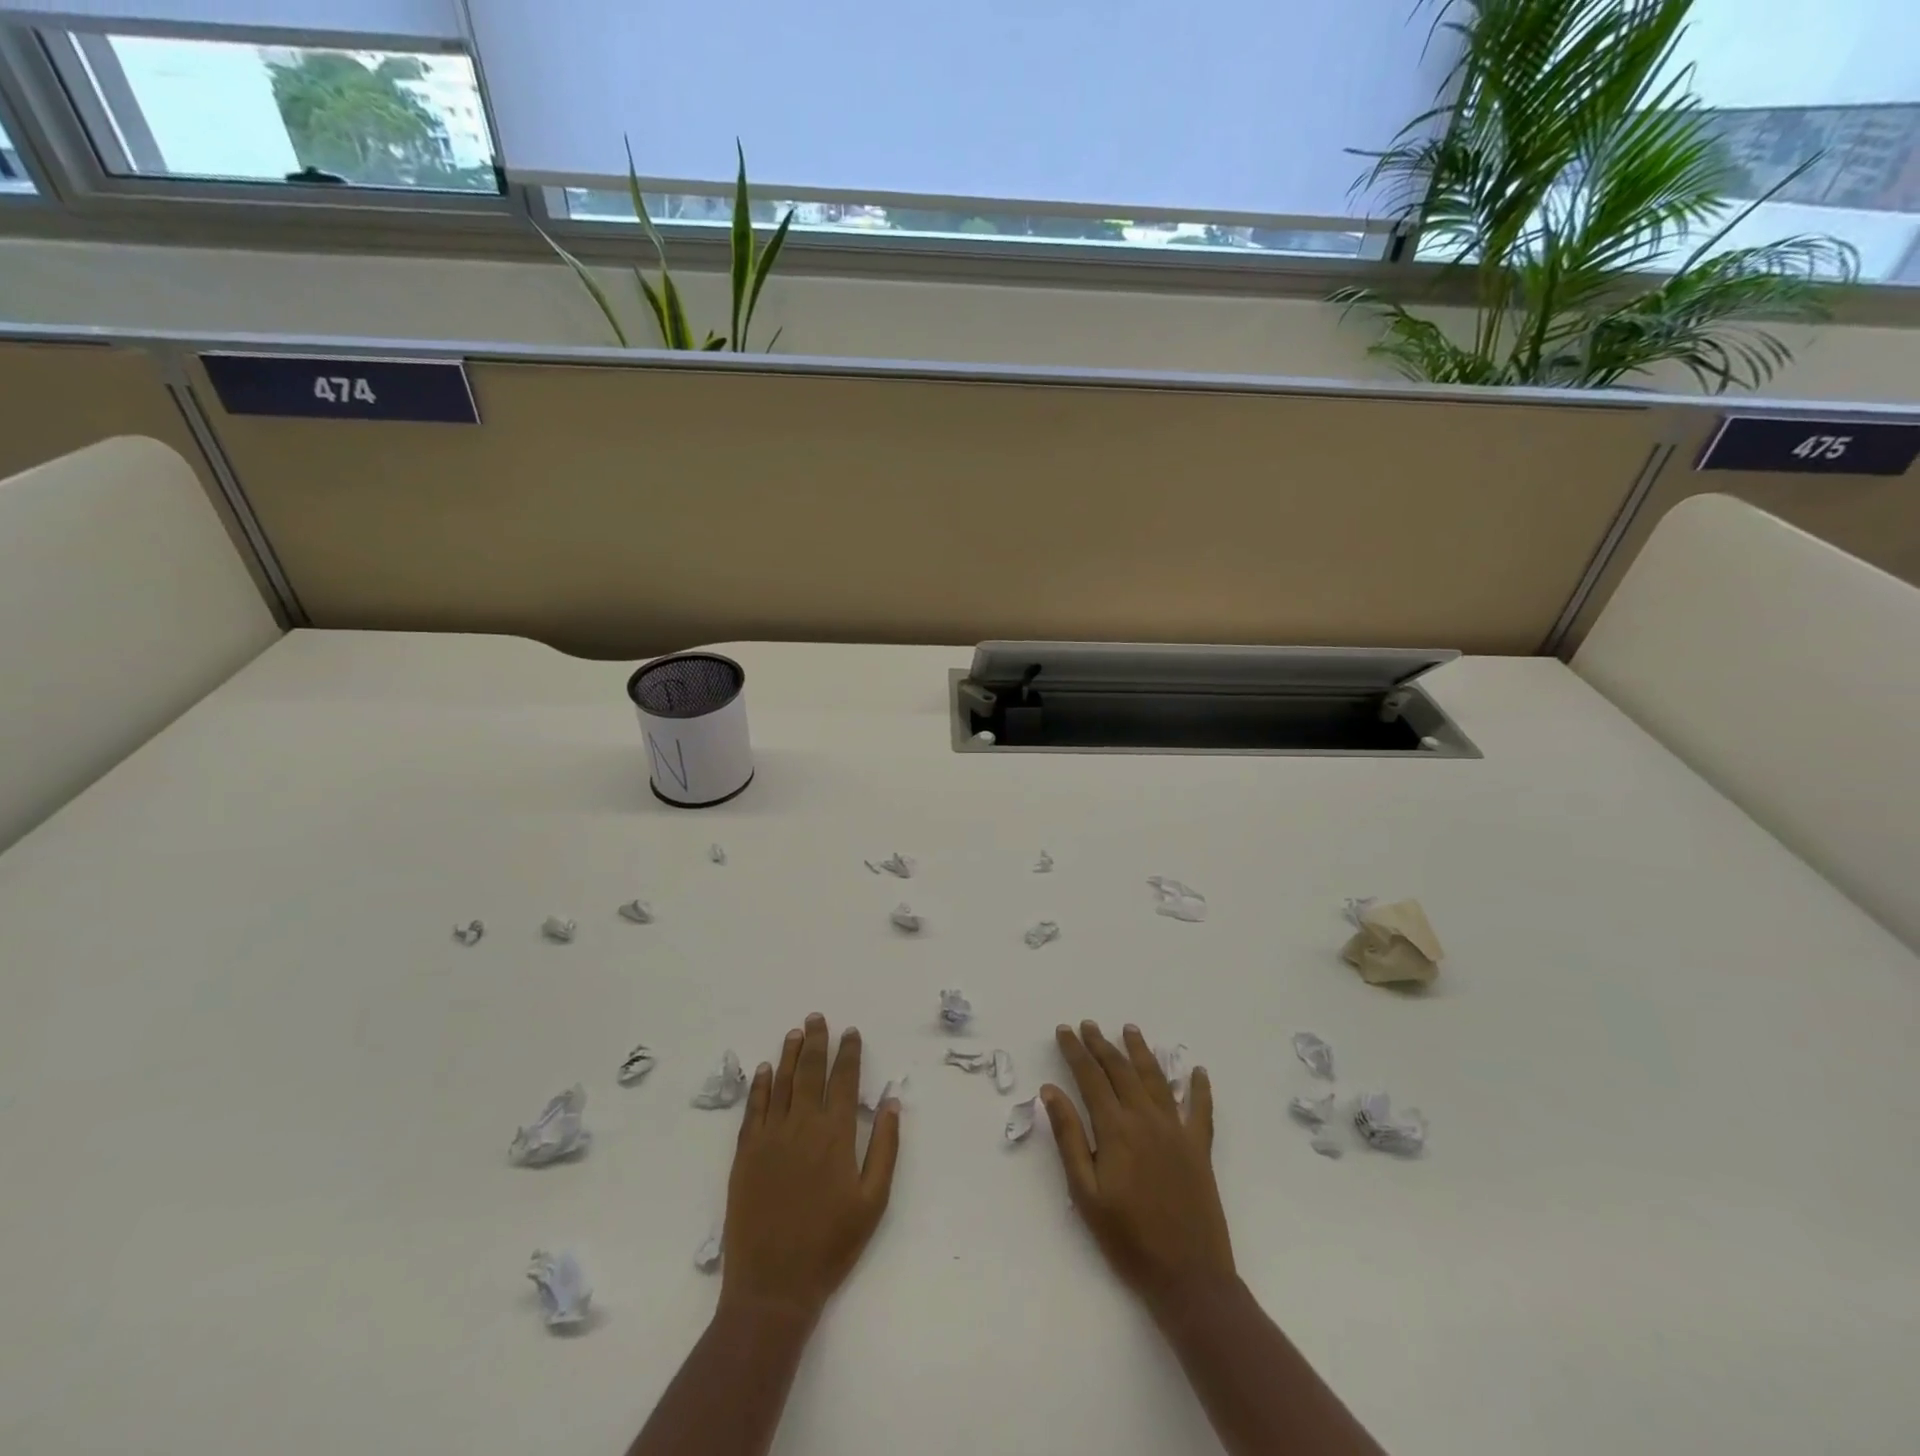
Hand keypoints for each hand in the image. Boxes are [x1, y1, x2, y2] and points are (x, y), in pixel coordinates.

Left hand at [721, 1013, 900, 1319]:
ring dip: (790, 1055)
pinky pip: (754, 1109)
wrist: (773, 1286)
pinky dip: (761, 1086)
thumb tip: (891, 1102)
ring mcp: (770, 1137)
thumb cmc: (831, 1246)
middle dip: (816, 1042)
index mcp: (835, 1134)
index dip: (848, 1053)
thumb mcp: (873, 1201)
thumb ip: (884, 1148)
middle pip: (810, 1071)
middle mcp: (802, 1125)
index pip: (844, 1080)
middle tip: (818, 1017)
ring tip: (795, 1032)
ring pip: (782, 1083)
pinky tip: (766, 1070)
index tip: (850, 1032)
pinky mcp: (746, 1154)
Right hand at [1043, 1021, 1234, 1317]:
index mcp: (1116, 1129)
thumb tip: (1051, 1090)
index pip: (1091, 1078)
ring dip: (1141, 1051)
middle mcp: (1146, 1119)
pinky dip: (1199, 1088)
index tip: (1063, 1030)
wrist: (1188, 1278)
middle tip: (1088, 1024)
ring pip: (1156, 1078)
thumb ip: (1068, 1137)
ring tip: (1130, 1029)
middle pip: (1121, 1070)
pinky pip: (1201, 1109)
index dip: (1075, 1051)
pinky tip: (1197, 1071)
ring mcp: (1177, 1131)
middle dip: (1101, 1044)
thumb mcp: (1085, 1193)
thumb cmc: (1128, 1239)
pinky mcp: (1200, 1148)